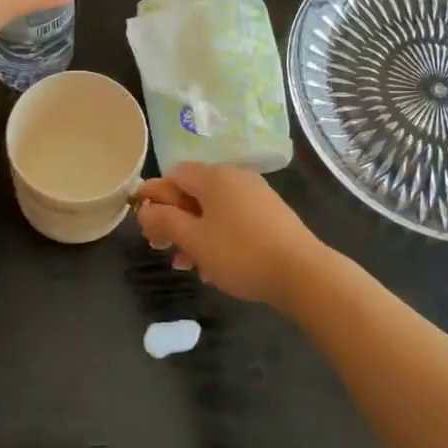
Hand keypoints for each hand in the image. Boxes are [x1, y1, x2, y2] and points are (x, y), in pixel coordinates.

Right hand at [134, 163, 325, 309]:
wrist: (302, 272)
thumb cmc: (240, 253)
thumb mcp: (194, 240)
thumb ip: (165, 221)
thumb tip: (146, 209)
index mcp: (213, 176)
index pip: (173, 175)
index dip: (155, 198)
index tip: (146, 227)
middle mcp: (235, 177)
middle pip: (193, 192)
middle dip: (175, 221)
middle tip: (165, 250)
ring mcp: (256, 194)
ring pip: (213, 209)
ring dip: (195, 233)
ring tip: (189, 266)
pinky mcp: (271, 213)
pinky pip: (233, 218)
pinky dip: (218, 236)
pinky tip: (216, 266)